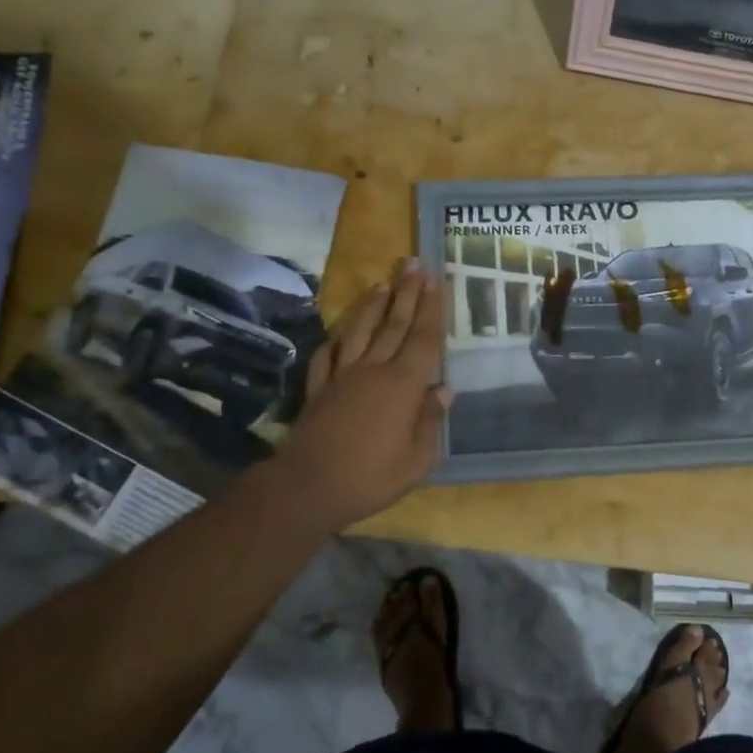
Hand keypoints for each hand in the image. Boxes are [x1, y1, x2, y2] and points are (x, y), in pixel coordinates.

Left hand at [276, 260, 450, 534]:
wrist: (308, 488)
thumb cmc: (371, 477)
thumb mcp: (417, 459)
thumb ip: (431, 421)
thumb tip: (444, 389)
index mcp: (403, 385)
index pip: (424, 339)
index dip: (432, 309)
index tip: (436, 280)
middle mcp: (373, 370)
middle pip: (393, 325)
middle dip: (406, 293)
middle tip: (413, 264)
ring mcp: (342, 377)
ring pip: (359, 332)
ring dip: (372, 306)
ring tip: (381, 283)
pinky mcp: (319, 389)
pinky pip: (327, 356)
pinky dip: (335, 341)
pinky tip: (339, 335)